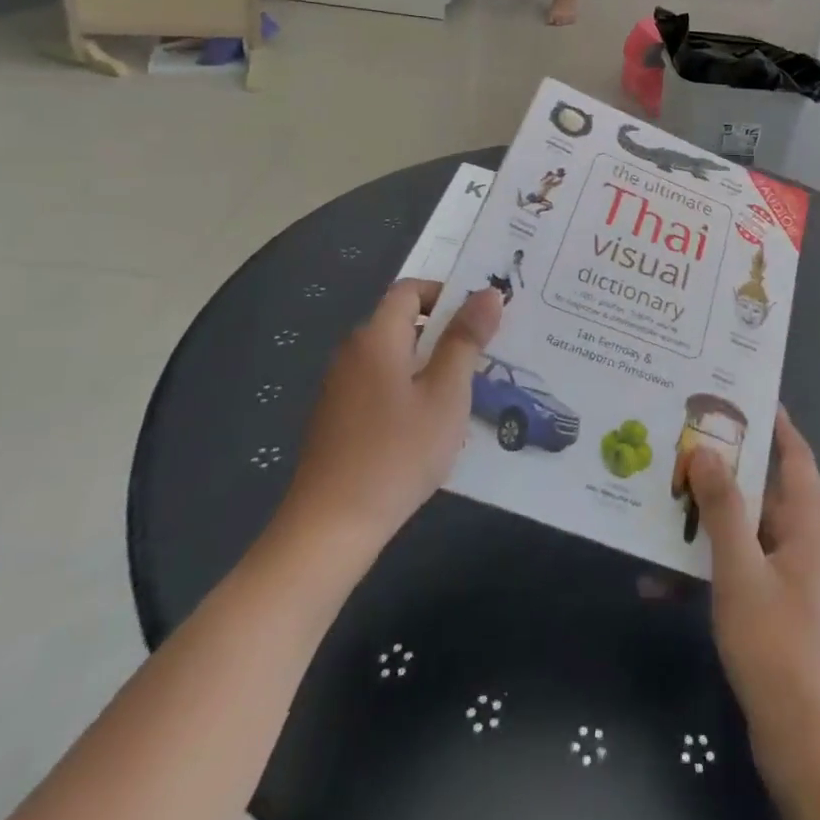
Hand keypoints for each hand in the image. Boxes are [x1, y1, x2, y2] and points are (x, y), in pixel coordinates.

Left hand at [275, 280, 502, 553]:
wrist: (329, 529)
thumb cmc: (397, 453)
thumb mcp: (446, 394)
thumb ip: (466, 340)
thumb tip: (490, 292)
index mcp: (376, 337)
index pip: (410, 290)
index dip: (446, 294)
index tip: (480, 318)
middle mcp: (353, 353)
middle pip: (402, 322)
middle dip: (444, 331)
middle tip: (485, 354)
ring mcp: (340, 388)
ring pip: (393, 356)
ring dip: (429, 363)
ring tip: (465, 391)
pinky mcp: (337, 419)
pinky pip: (380, 384)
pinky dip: (408, 389)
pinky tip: (430, 425)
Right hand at [681, 411, 819, 793]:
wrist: (805, 743)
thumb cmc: (778, 645)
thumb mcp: (741, 571)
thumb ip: (723, 509)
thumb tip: (705, 451)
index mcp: (809, 522)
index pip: (795, 454)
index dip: (774, 422)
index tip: (741, 394)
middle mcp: (803, 540)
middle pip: (762, 488)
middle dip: (721, 469)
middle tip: (679, 442)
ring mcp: (788, 575)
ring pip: (743, 529)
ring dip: (704, 521)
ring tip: (658, 502)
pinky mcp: (772, 606)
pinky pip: (736, 569)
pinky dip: (703, 570)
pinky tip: (656, 583)